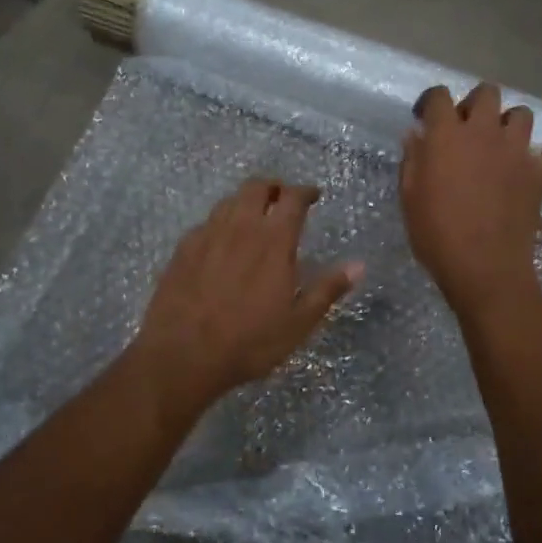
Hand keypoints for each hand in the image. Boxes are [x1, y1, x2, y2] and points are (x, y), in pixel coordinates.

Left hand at [130, 178, 361, 415]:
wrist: (182, 355)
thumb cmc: (249, 342)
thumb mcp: (299, 323)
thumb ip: (328, 289)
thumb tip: (358, 265)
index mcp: (273, 241)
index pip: (292, 198)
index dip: (305, 191)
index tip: (313, 196)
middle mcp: (240, 227)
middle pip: (256, 187)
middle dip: (273, 188)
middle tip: (282, 200)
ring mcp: (207, 235)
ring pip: (228, 201)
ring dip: (245, 202)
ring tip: (253, 218)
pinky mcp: (182, 249)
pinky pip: (206, 223)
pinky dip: (220, 224)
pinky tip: (221, 243)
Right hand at [401, 83, 541, 319]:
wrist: (483, 266)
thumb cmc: (436, 234)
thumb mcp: (409, 197)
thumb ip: (413, 159)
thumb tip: (417, 135)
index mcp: (447, 136)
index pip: (439, 96)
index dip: (431, 102)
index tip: (426, 118)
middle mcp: (484, 132)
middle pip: (486, 93)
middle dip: (475, 104)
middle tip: (465, 129)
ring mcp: (517, 151)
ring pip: (522, 114)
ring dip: (509, 124)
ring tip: (499, 145)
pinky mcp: (540, 173)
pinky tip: (533, 168)